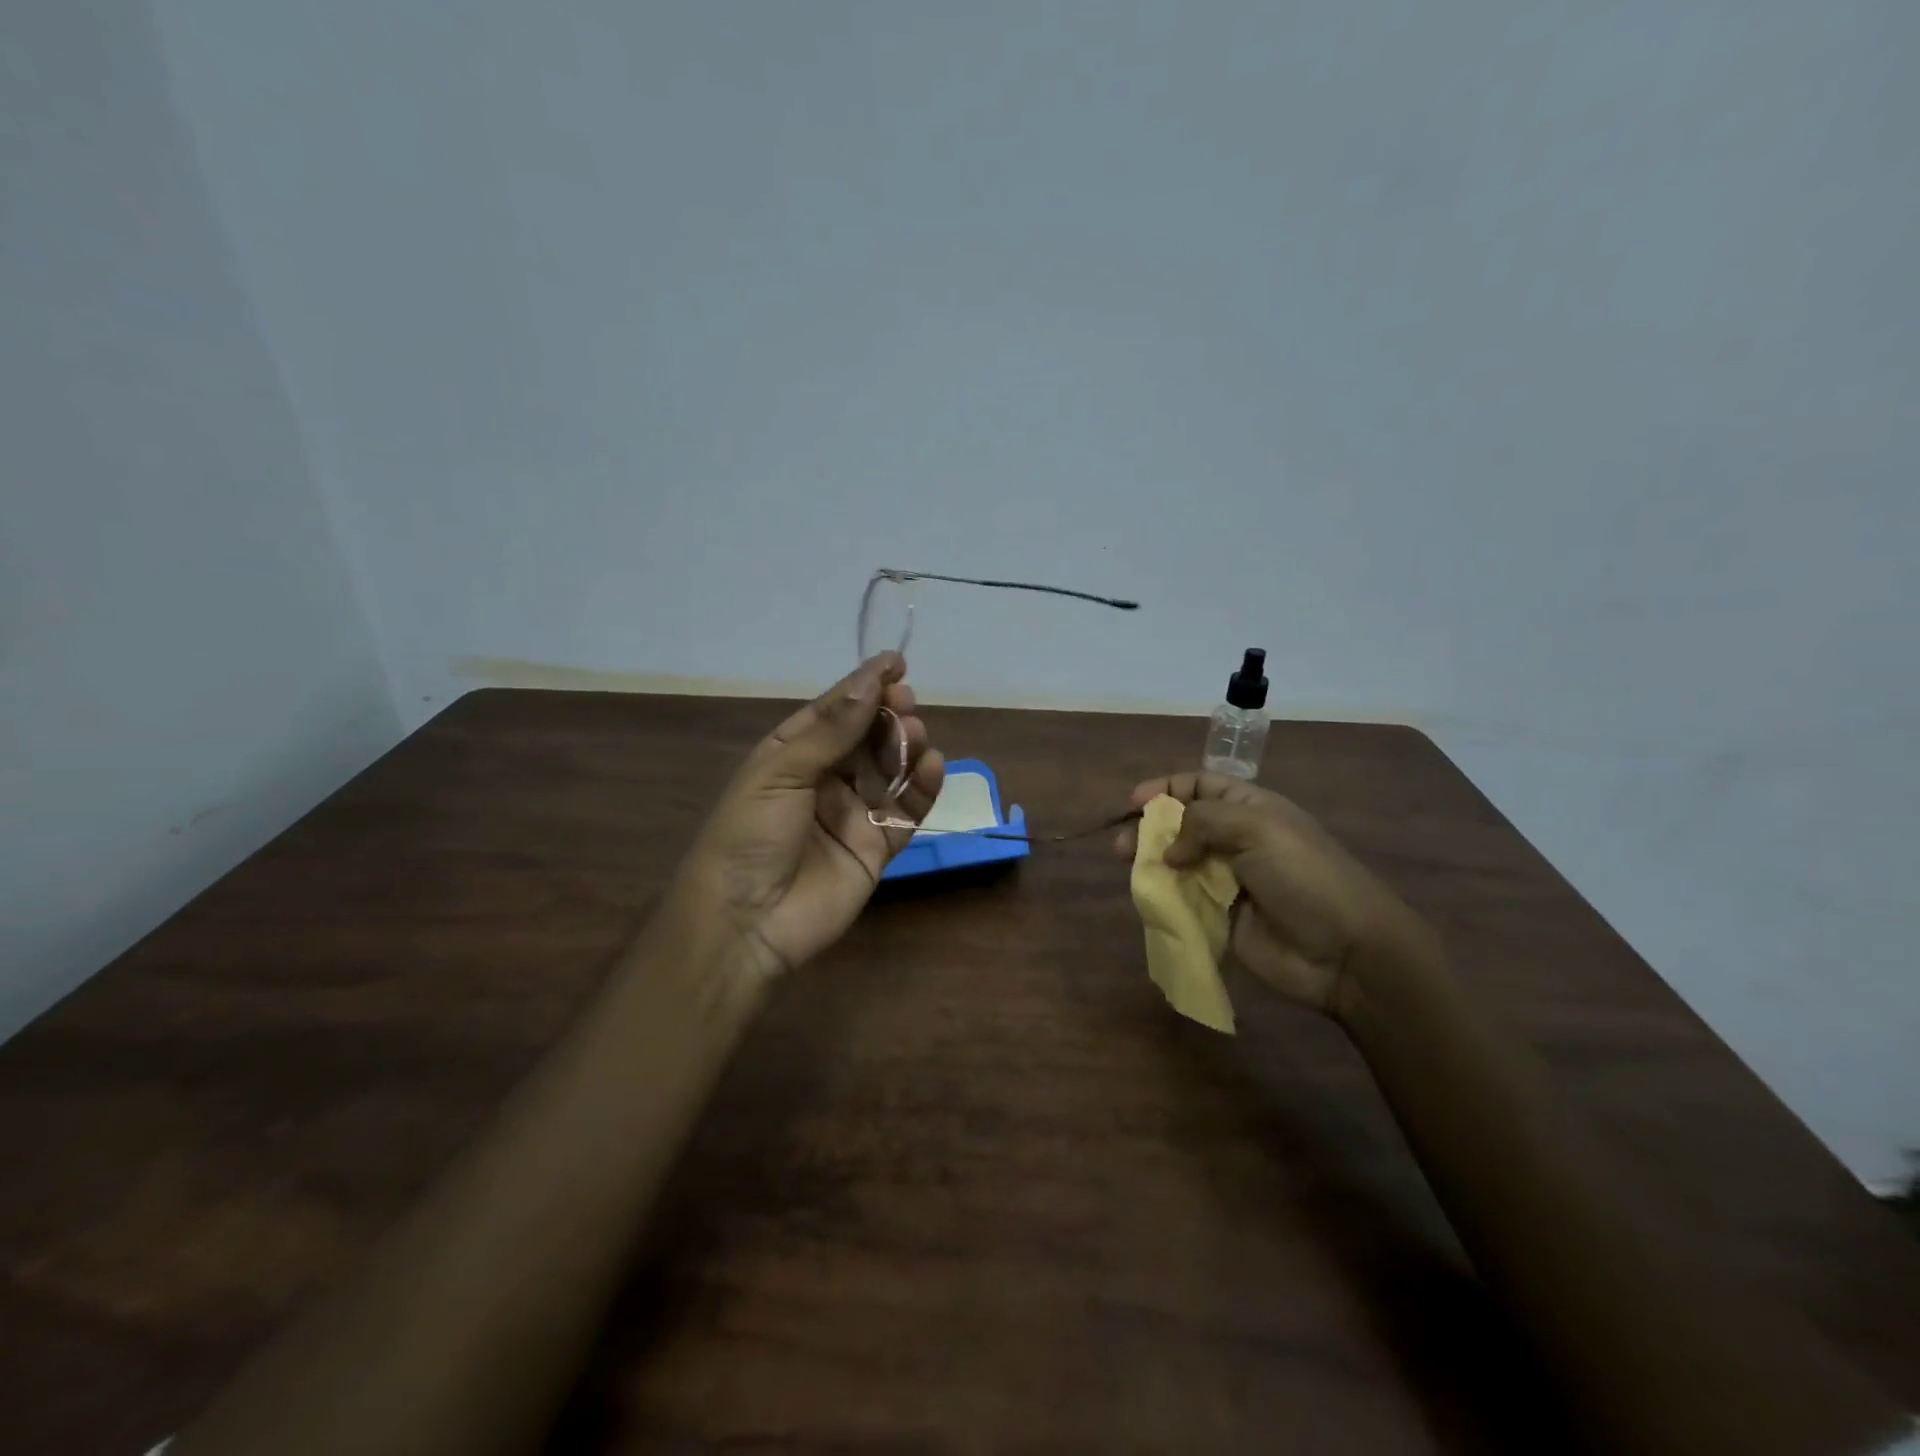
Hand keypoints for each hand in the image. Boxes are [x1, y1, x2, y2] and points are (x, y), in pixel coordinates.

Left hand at [673, 653, 943, 979]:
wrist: (745, 922)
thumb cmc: (750, 835)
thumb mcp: (781, 772)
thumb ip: (831, 730)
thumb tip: (870, 681)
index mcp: (791, 754)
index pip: (834, 711)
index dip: (863, 686)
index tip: (896, 664)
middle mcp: (825, 779)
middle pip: (866, 737)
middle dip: (887, 715)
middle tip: (905, 702)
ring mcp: (853, 814)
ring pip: (890, 769)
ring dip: (905, 746)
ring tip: (915, 734)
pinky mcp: (878, 848)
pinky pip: (907, 812)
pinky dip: (923, 788)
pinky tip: (931, 767)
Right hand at [1116, 772, 1428, 1016]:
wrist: (1345, 951)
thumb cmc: (1304, 875)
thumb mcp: (1256, 828)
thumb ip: (1202, 822)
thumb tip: (1168, 848)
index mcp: (1249, 809)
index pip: (1199, 786)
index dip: (1165, 789)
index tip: (1133, 802)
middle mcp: (1235, 841)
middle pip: (1181, 824)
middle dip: (1149, 828)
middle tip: (1122, 846)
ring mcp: (1227, 882)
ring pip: (1176, 863)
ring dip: (1151, 863)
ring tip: (1129, 870)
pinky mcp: (1220, 920)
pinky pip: (1182, 902)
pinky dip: (1162, 898)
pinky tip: (1148, 898)